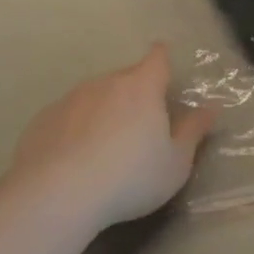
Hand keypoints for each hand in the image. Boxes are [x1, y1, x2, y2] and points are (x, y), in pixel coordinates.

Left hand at [11, 44, 214, 228]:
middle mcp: (105, 82)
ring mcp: (71, 98)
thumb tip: (210, 108)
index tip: (165, 68)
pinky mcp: (43, 119)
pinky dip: (75, 129)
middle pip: (126, 78)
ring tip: (105, 148)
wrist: (57, 194)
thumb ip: (193, 132)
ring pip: (95, 96)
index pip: (157, 58)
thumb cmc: (129, 178)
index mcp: (142, 87)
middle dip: (135, 94)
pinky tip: (74, 160)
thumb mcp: (175, 163)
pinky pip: (68, 116)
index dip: (163, 59)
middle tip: (141, 126)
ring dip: (103, 111)